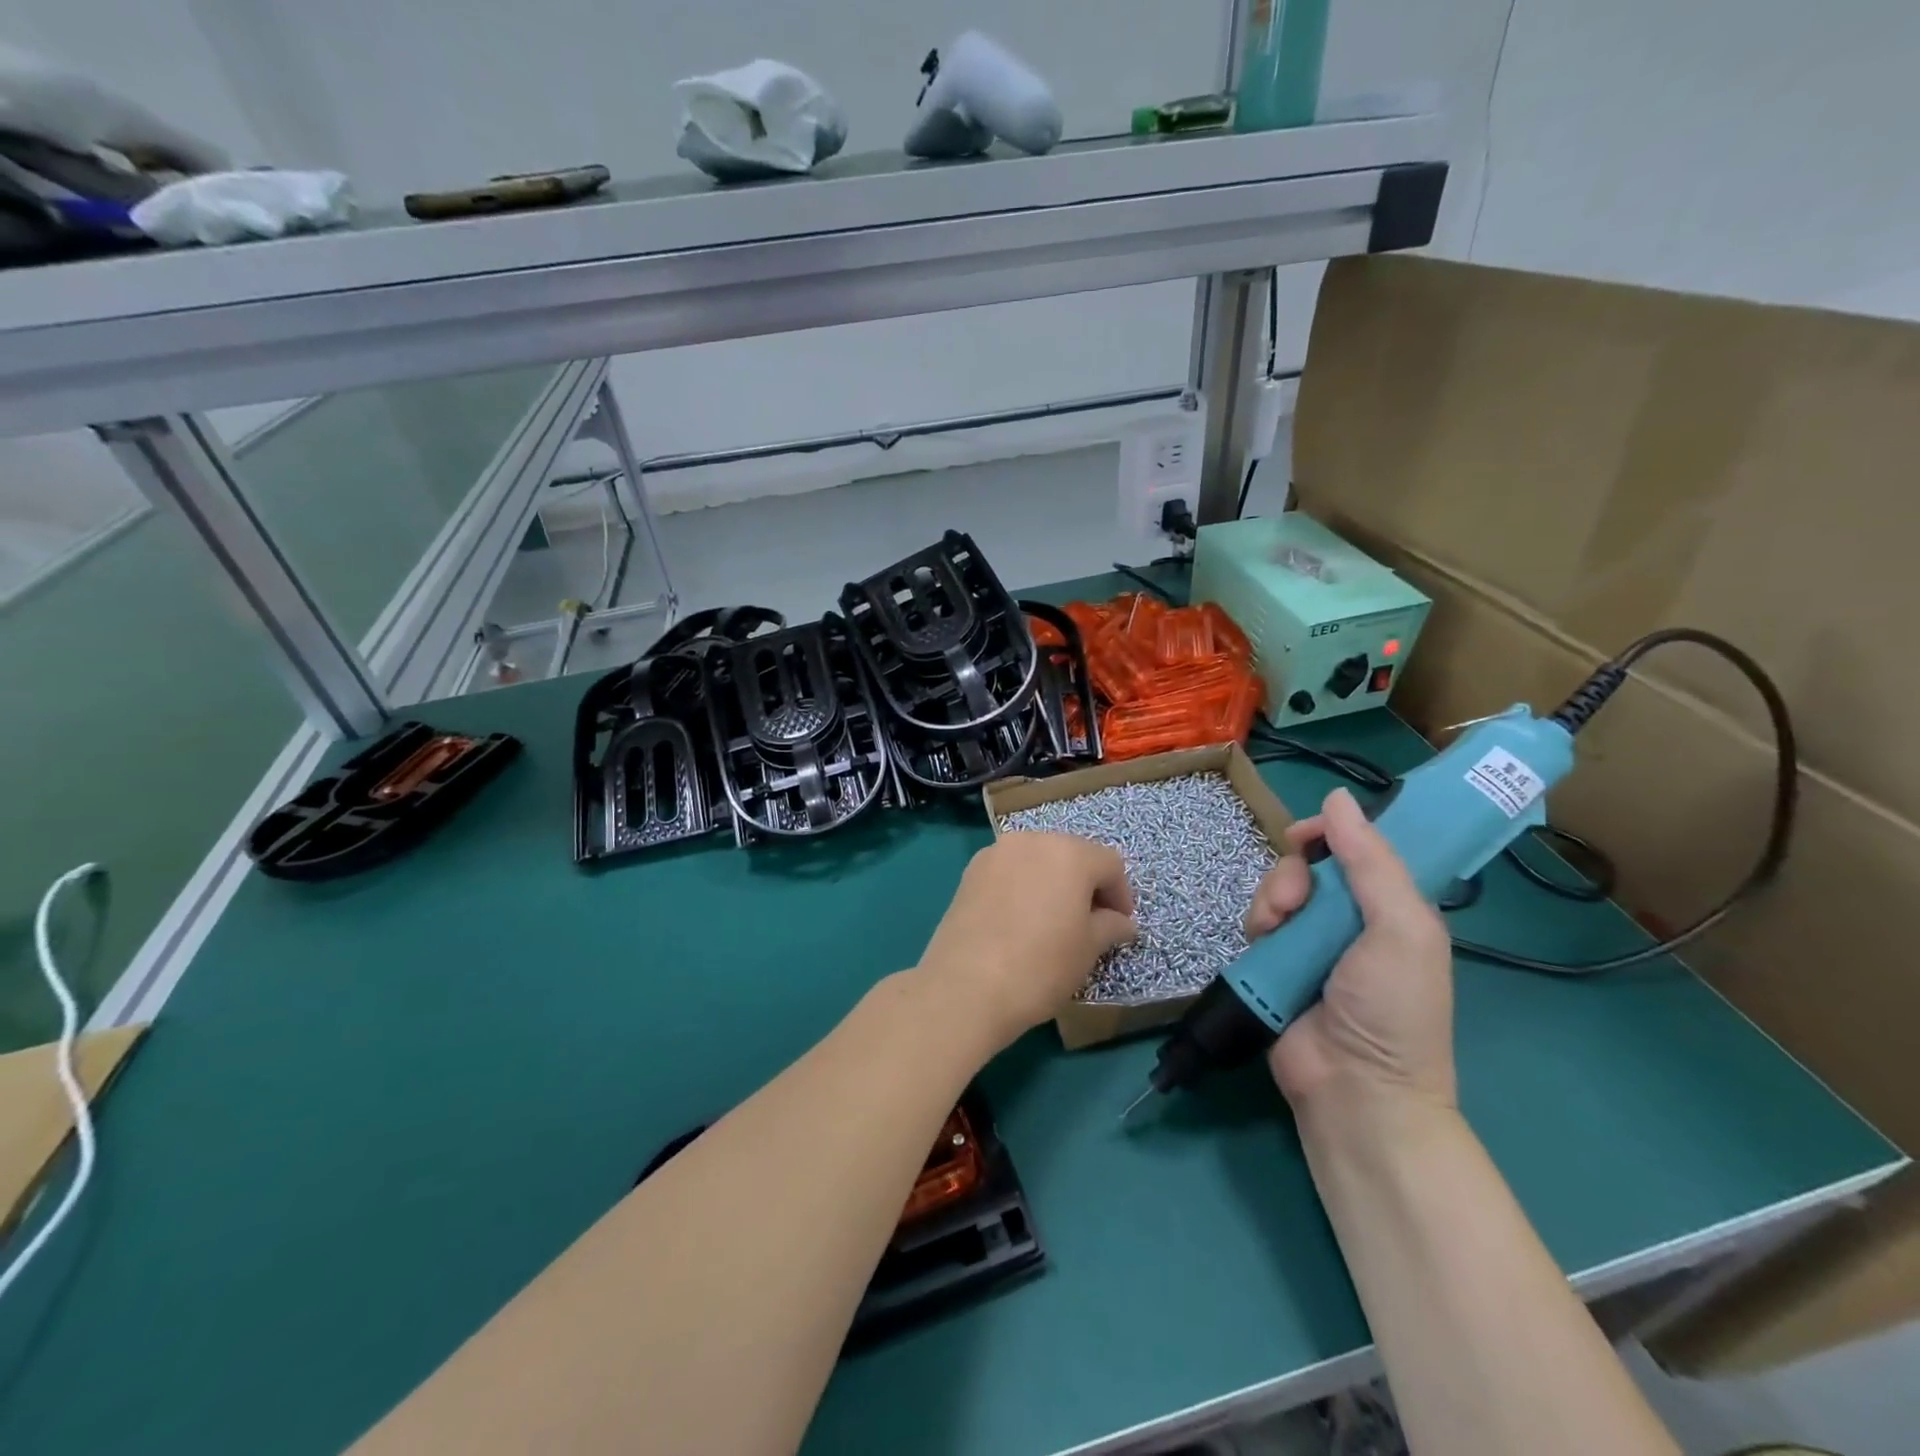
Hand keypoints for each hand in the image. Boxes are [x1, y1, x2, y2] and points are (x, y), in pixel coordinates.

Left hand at [916, 832, 1136, 1051]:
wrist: (966, 986)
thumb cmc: (1040, 966)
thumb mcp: (1088, 949)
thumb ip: (1111, 926)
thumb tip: (1122, 922)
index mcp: (1070, 853)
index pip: (1110, 865)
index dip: (1121, 896)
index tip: (1119, 927)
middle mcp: (1033, 840)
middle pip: (1072, 854)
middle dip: (1086, 885)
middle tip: (1090, 923)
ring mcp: (997, 852)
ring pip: (1038, 860)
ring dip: (1053, 883)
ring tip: (1053, 922)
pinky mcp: (971, 871)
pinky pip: (1010, 871)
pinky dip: (1023, 886)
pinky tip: (1020, 920)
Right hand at [1244, 789, 1455, 1111]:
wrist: (1354, 1089)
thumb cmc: (1392, 1009)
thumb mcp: (1400, 929)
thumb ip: (1372, 863)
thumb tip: (1337, 797)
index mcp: (1393, 908)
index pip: (1362, 850)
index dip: (1334, 834)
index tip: (1308, 834)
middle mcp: (1352, 920)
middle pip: (1311, 866)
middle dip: (1293, 873)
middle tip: (1294, 900)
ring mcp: (1310, 944)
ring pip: (1279, 891)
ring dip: (1271, 900)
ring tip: (1276, 929)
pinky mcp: (1275, 964)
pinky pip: (1257, 923)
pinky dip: (1256, 926)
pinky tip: (1262, 944)